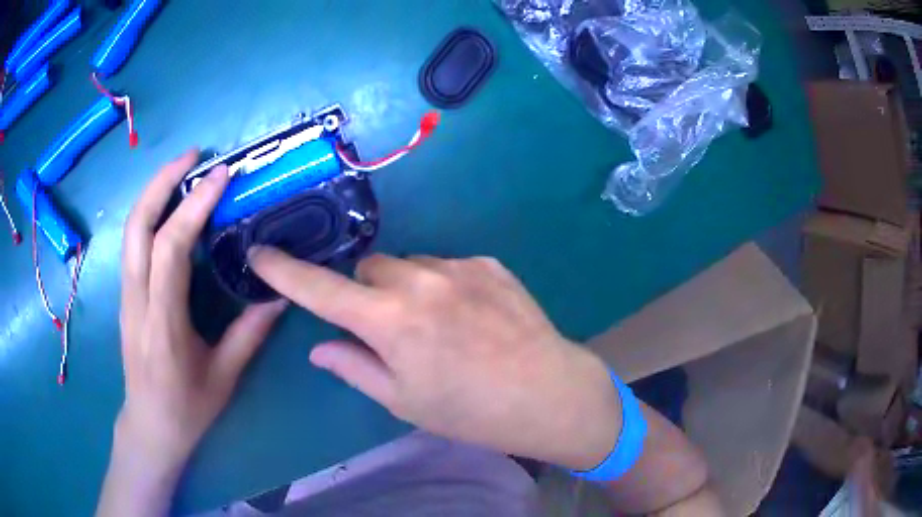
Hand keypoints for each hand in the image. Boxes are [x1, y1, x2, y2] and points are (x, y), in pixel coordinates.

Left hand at [116, 150, 285, 471]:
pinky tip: (169, 205)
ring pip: (130, 229)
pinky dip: (150, 212)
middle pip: (137, 226)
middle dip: (162, 181)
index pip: (170, 249)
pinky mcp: (126, 295)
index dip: (193, 206)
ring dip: (154, 191)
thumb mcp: (225, 377)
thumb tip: (280, 294)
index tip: (221, 176)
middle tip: (194, 155)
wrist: (149, 426)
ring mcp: (126, 295)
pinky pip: (133, 242)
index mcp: (163, 324)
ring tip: (184, 169)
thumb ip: (251, 333)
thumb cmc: (187, 408)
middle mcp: (137, 301)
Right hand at [249, 250, 621, 469]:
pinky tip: (470, 316)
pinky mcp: (489, 263)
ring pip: (408, 264)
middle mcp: (419, 281)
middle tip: (390, 328)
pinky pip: (447, 266)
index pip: (320, 289)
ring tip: (438, 325)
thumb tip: (319, 347)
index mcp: (389, 320)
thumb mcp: (403, 400)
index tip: (260, 254)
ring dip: (406, 287)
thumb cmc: (470, 411)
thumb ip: (354, 367)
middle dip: (367, 292)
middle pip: (368, 268)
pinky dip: (443, 285)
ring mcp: (458, 267)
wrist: (548, 393)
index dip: (284, 272)